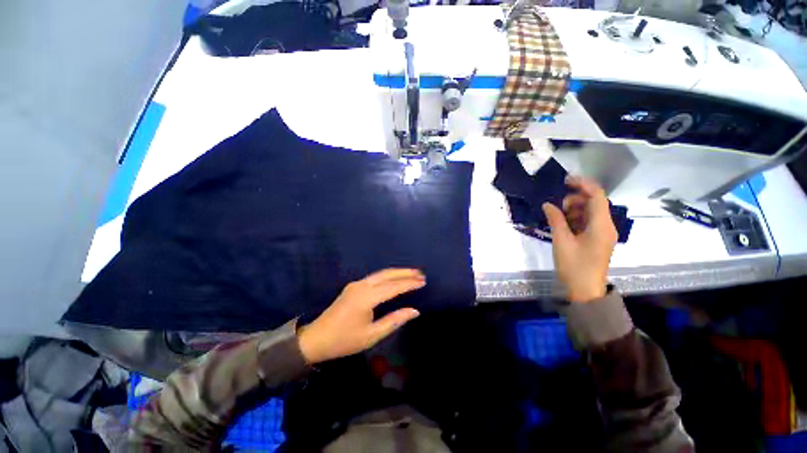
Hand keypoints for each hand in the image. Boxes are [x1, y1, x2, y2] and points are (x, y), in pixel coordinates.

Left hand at [297, 269, 424, 363]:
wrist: (316, 339)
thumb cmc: (344, 340)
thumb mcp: (371, 335)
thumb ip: (394, 321)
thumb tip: (414, 311)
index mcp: (366, 298)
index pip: (393, 287)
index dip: (409, 284)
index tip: (423, 281)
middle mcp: (362, 286)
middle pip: (387, 274)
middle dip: (404, 273)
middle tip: (420, 273)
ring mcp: (356, 284)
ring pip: (380, 274)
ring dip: (396, 272)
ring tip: (412, 273)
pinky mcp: (353, 286)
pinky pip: (374, 277)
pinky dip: (387, 276)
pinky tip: (394, 279)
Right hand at [542, 176, 617, 302]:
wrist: (585, 290)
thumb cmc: (574, 265)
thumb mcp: (561, 241)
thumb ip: (555, 219)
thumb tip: (547, 204)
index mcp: (601, 225)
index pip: (597, 195)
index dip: (583, 184)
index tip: (565, 180)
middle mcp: (606, 226)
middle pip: (595, 202)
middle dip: (576, 199)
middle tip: (558, 206)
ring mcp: (603, 233)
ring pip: (591, 212)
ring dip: (575, 209)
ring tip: (559, 217)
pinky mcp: (597, 240)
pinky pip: (588, 222)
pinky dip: (576, 219)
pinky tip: (564, 224)